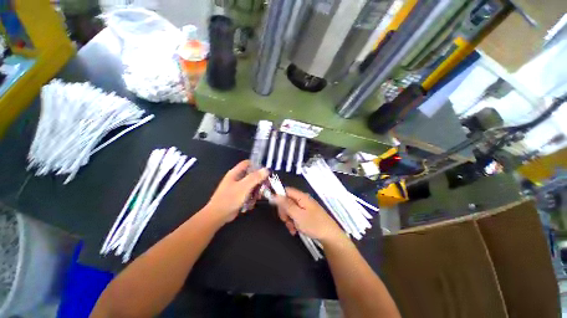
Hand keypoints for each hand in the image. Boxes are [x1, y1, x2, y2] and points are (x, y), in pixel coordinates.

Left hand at [204, 160, 268, 223]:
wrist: (218, 215)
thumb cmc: (230, 198)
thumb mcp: (244, 186)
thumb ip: (255, 177)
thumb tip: (266, 169)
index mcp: (235, 173)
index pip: (248, 163)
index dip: (257, 165)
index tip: (265, 171)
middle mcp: (237, 178)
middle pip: (251, 175)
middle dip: (259, 181)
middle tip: (265, 186)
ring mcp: (238, 187)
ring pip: (251, 185)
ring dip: (256, 191)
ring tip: (257, 197)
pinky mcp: (239, 196)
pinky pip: (249, 193)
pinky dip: (251, 197)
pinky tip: (251, 203)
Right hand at [274, 187, 343, 241]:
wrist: (330, 236)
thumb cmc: (313, 224)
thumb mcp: (297, 215)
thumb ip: (286, 204)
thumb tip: (275, 195)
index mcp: (301, 196)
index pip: (286, 191)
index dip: (279, 198)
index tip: (276, 208)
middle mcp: (303, 200)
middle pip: (287, 201)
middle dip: (284, 211)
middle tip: (286, 221)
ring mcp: (305, 207)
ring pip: (291, 210)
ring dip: (289, 219)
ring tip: (292, 228)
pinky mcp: (307, 214)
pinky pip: (296, 215)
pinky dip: (294, 222)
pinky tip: (295, 229)